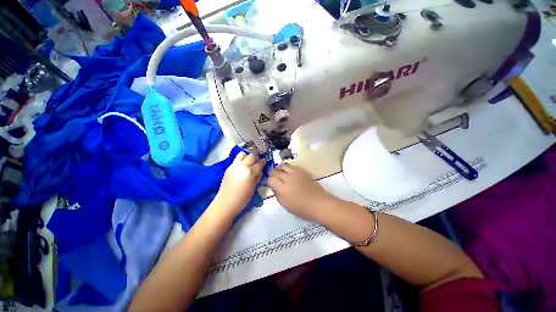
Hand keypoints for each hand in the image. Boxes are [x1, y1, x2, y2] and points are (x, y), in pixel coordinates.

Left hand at [216, 152, 265, 215]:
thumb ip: (258, 176)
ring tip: (249, 162)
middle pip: (251, 155)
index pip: (259, 163)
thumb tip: (261, 170)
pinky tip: (242, 166)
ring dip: (247, 156)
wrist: (226, 202)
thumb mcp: (254, 187)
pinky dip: (241, 160)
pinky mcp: (228, 167)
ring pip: (242, 154)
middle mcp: (242, 166)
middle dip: (256, 157)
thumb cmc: (243, 198)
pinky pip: (236, 159)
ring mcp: (234, 165)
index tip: (265, 161)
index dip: (263, 161)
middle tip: (258, 161)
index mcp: (250, 172)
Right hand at [268, 163, 333, 221]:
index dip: (269, 181)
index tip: (270, 184)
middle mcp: (288, 178)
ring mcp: (296, 173)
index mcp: (283, 188)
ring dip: (279, 168)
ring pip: (283, 165)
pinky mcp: (302, 171)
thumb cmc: (302, 208)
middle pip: (275, 171)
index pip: (270, 179)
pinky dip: (287, 167)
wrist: (318, 203)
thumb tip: (274, 187)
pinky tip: (288, 172)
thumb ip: (277, 194)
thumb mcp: (285, 205)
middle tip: (273, 178)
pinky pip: (292, 165)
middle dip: (272, 174)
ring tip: (279, 172)